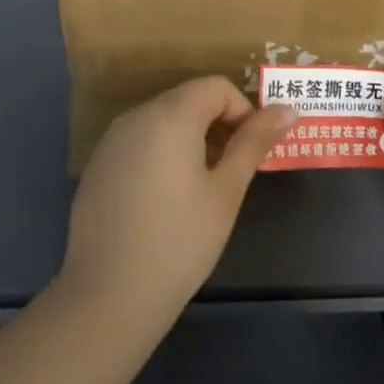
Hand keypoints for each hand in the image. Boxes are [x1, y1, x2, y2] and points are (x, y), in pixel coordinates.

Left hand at [60, 77, 295, 330]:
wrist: (108, 296)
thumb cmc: (181, 241)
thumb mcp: (226, 190)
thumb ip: (254, 142)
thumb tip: (286, 109)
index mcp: (170, 115)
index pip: (216, 87)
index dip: (243, 111)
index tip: (252, 151)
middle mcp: (136, 116)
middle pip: (188, 99)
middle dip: (218, 124)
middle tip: (233, 171)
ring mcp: (111, 141)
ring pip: (163, 120)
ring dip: (191, 138)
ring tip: (202, 187)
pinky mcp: (97, 166)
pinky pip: (140, 141)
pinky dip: (162, 153)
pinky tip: (166, 200)